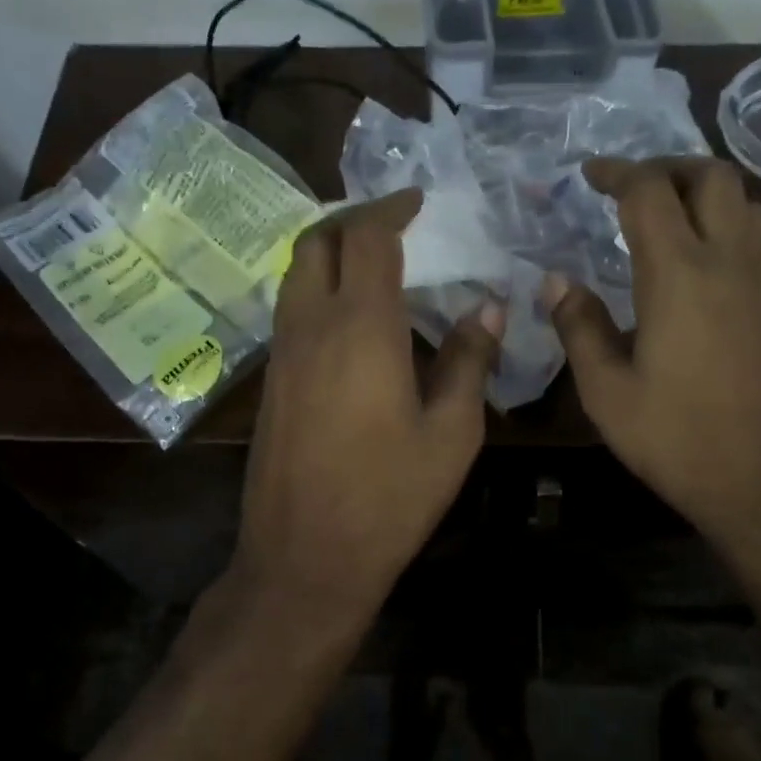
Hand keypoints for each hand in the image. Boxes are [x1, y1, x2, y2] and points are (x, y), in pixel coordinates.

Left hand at [229, 190, 502, 632]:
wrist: (306, 557)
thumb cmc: (389, 497)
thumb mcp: (451, 433)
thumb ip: (470, 362)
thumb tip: (488, 310)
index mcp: (360, 327)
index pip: (368, 238)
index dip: (394, 209)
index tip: (421, 203)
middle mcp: (310, 327)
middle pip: (317, 242)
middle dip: (355, 221)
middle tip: (396, 227)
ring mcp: (282, 355)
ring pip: (296, 275)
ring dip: (331, 255)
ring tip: (376, 267)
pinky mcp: (271, 383)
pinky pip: (292, 312)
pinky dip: (319, 292)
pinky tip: (353, 322)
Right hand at [544, 157, 760, 544]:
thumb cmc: (678, 439)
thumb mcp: (606, 392)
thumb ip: (580, 328)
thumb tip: (557, 281)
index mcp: (678, 274)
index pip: (648, 193)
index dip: (616, 172)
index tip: (590, 175)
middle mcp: (730, 263)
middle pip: (713, 178)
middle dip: (669, 168)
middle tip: (633, 187)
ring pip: (750, 206)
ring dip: (710, 195)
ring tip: (674, 217)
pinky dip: (747, 235)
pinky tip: (727, 261)